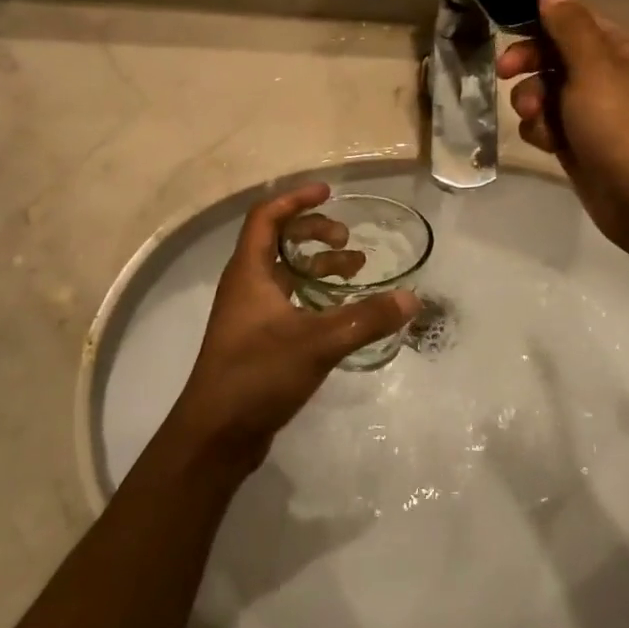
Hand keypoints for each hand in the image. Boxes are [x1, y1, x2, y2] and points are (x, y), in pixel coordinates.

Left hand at [168, 182, 418, 469]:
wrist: (216, 435)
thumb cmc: (257, 375)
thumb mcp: (317, 343)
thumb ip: (366, 319)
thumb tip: (412, 298)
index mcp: (249, 272)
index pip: (266, 216)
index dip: (296, 199)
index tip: (328, 192)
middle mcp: (245, 285)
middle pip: (277, 240)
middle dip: (313, 232)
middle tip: (347, 239)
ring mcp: (249, 313)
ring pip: (285, 273)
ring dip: (318, 266)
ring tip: (356, 271)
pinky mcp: (257, 339)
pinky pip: (288, 300)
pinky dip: (314, 295)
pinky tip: (341, 312)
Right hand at [499, 0, 628, 257]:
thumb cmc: (623, 126)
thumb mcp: (594, 69)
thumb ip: (570, 28)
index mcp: (626, 49)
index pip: (576, 22)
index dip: (540, 26)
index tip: (508, 35)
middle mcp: (613, 75)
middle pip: (556, 56)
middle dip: (530, 67)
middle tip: (504, 73)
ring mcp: (597, 111)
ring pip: (547, 92)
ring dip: (533, 103)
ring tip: (538, 121)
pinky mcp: (582, 142)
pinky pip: (550, 124)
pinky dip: (543, 132)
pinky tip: (548, 145)